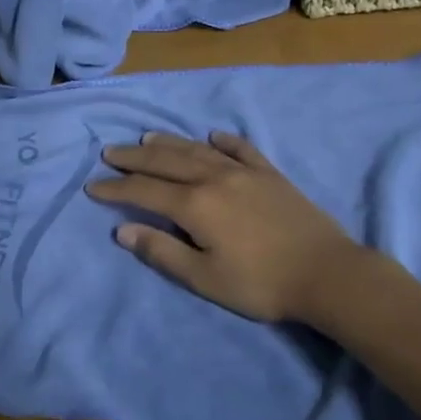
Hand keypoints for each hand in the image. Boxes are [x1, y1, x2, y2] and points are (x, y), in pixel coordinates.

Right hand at [86, 131, 363, 323]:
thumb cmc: (261, 283)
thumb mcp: (205, 278)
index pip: (144, 191)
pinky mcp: (271, 174)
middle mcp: (215, 178)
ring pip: (198, 150)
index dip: (116, 188)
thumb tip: (123, 230)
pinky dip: (224, 141)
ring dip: (169, 143)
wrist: (327, 273)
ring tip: (147, 138)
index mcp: (196, 205)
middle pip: (166, 162)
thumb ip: (163, 252)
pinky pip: (241, 149)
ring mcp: (245, 172)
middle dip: (134, 158)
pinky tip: (213, 136)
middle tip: (110, 153)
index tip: (93, 186)